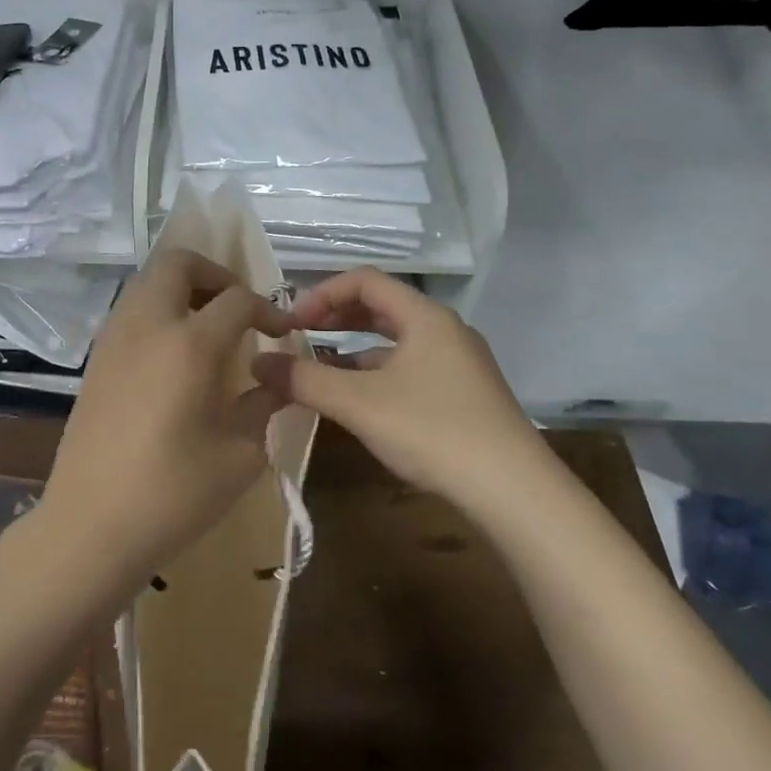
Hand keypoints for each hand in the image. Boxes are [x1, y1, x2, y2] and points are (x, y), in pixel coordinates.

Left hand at [42, 249, 292, 587]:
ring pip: (148, 283)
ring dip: (183, 291)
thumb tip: (276, 381)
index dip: (268, 309)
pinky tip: (175, 359)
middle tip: (238, 310)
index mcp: (189, 344)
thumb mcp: (240, 454)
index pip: (237, 299)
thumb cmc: (173, 494)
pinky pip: (131, 313)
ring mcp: (113, 340)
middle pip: (179, 264)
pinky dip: (159, 314)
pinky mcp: (95, 361)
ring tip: (209, 331)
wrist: (90, 526)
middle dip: (216, 275)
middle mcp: (147, 326)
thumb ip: (263, 405)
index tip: (283, 333)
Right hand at [252, 267, 537, 503]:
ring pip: (396, 342)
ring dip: (354, 351)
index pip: (364, 280)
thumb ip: (305, 380)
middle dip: (336, 319)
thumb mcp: (359, 404)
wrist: (512, 489)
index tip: (291, 324)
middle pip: (382, 308)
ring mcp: (459, 364)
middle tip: (300, 338)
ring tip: (321, 373)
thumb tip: (258, 364)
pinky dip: (378, 375)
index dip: (321, 294)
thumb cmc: (432, 431)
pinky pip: (411, 369)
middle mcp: (445, 330)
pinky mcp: (465, 395)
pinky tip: (360, 404)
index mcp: (425, 317)